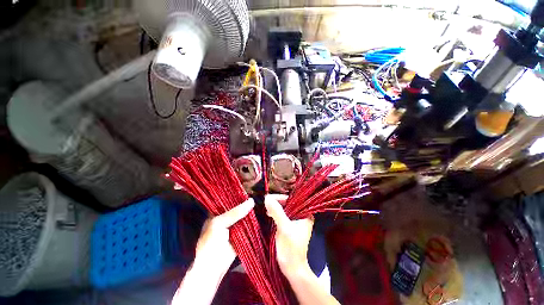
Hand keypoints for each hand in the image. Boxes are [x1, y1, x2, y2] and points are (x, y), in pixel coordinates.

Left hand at [172, 199, 254, 304]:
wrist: (213, 267)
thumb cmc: (210, 242)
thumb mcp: (220, 223)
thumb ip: (235, 212)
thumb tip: (251, 201)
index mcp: (217, 213)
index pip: (228, 200)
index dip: (237, 195)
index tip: (249, 189)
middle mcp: (227, 217)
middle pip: (238, 207)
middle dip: (246, 202)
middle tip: (258, 194)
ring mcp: (235, 225)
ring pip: (244, 215)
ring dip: (251, 211)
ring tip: (262, 201)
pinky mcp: (242, 233)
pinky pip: (249, 225)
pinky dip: (254, 220)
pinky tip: (262, 213)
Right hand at [265, 195, 339, 304]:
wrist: (292, 269)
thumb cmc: (291, 249)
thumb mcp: (284, 228)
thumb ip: (277, 212)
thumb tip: (267, 198)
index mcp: (306, 214)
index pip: (292, 199)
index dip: (280, 197)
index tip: (269, 198)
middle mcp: (302, 215)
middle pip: (288, 203)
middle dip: (277, 202)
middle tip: (266, 203)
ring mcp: (296, 220)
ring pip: (284, 208)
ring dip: (275, 207)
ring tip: (267, 208)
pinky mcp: (290, 225)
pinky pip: (282, 214)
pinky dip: (275, 213)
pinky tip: (269, 214)